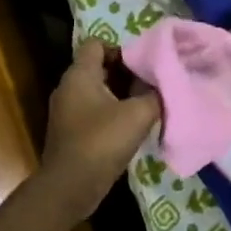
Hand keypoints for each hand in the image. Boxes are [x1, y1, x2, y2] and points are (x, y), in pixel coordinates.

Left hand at [39, 39, 161, 219]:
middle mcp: (68, 88)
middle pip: (99, 67)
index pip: (97, 44)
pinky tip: (132, 127)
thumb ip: (154, 95)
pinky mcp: (70, 132)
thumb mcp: (138, 114)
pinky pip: (94, 112)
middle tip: (151, 84)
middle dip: (126, 73)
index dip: (121, 49)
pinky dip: (112, 114)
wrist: (70, 187)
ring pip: (97, 91)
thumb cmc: (102, 142)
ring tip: (147, 105)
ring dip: (121, 96)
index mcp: (80, 75)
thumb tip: (163, 86)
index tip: (143, 64)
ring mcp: (67, 111)